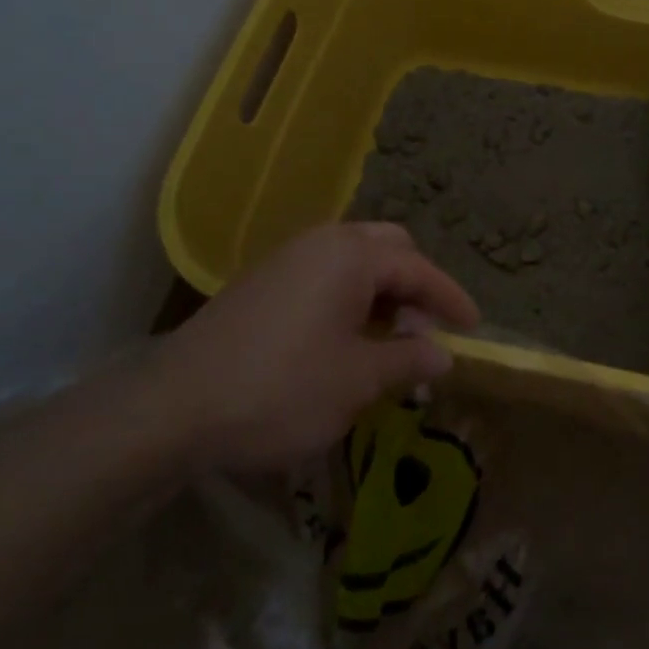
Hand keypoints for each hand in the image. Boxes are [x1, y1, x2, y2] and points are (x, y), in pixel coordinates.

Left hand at [145, 223, 478, 469]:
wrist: (175, 406)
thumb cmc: (281, 388)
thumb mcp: (357, 381)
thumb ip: (408, 360)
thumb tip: (443, 355)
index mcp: (352, 255)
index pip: (419, 268)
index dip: (451, 298)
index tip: (473, 327)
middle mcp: (322, 243)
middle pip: (388, 249)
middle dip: (415, 287)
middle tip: (426, 331)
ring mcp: (288, 259)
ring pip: (355, 262)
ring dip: (382, 294)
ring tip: (391, 343)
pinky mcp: (263, 282)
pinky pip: (325, 277)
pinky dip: (351, 300)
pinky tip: (347, 342)